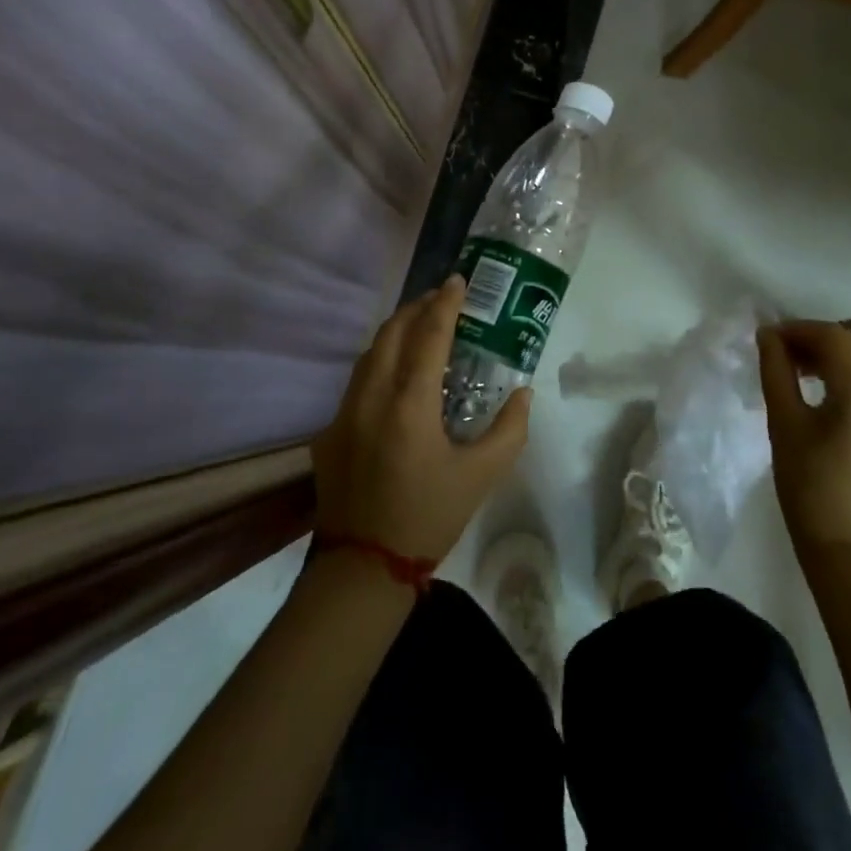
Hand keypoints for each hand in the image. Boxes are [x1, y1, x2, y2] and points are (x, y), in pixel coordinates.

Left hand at [312, 275, 530, 562]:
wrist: (362, 570)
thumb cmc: (427, 518)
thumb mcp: (481, 477)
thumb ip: (509, 429)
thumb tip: (522, 392)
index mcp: (410, 404)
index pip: (429, 335)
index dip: (445, 303)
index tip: (458, 280)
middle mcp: (371, 397)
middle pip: (392, 331)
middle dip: (417, 307)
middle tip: (442, 299)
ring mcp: (344, 413)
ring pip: (370, 353)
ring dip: (396, 331)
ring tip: (421, 327)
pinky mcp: (328, 431)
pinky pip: (357, 380)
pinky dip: (380, 361)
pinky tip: (396, 376)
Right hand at [759, 322, 850, 565]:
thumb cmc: (811, 490)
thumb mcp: (785, 425)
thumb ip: (777, 371)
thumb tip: (768, 335)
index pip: (831, 337)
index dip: (796, 329)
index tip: (766, 337)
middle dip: (811, 342)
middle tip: (776, 353)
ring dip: (829, 359)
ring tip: (794, 371)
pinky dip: (847, 379)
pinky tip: (822, 392)